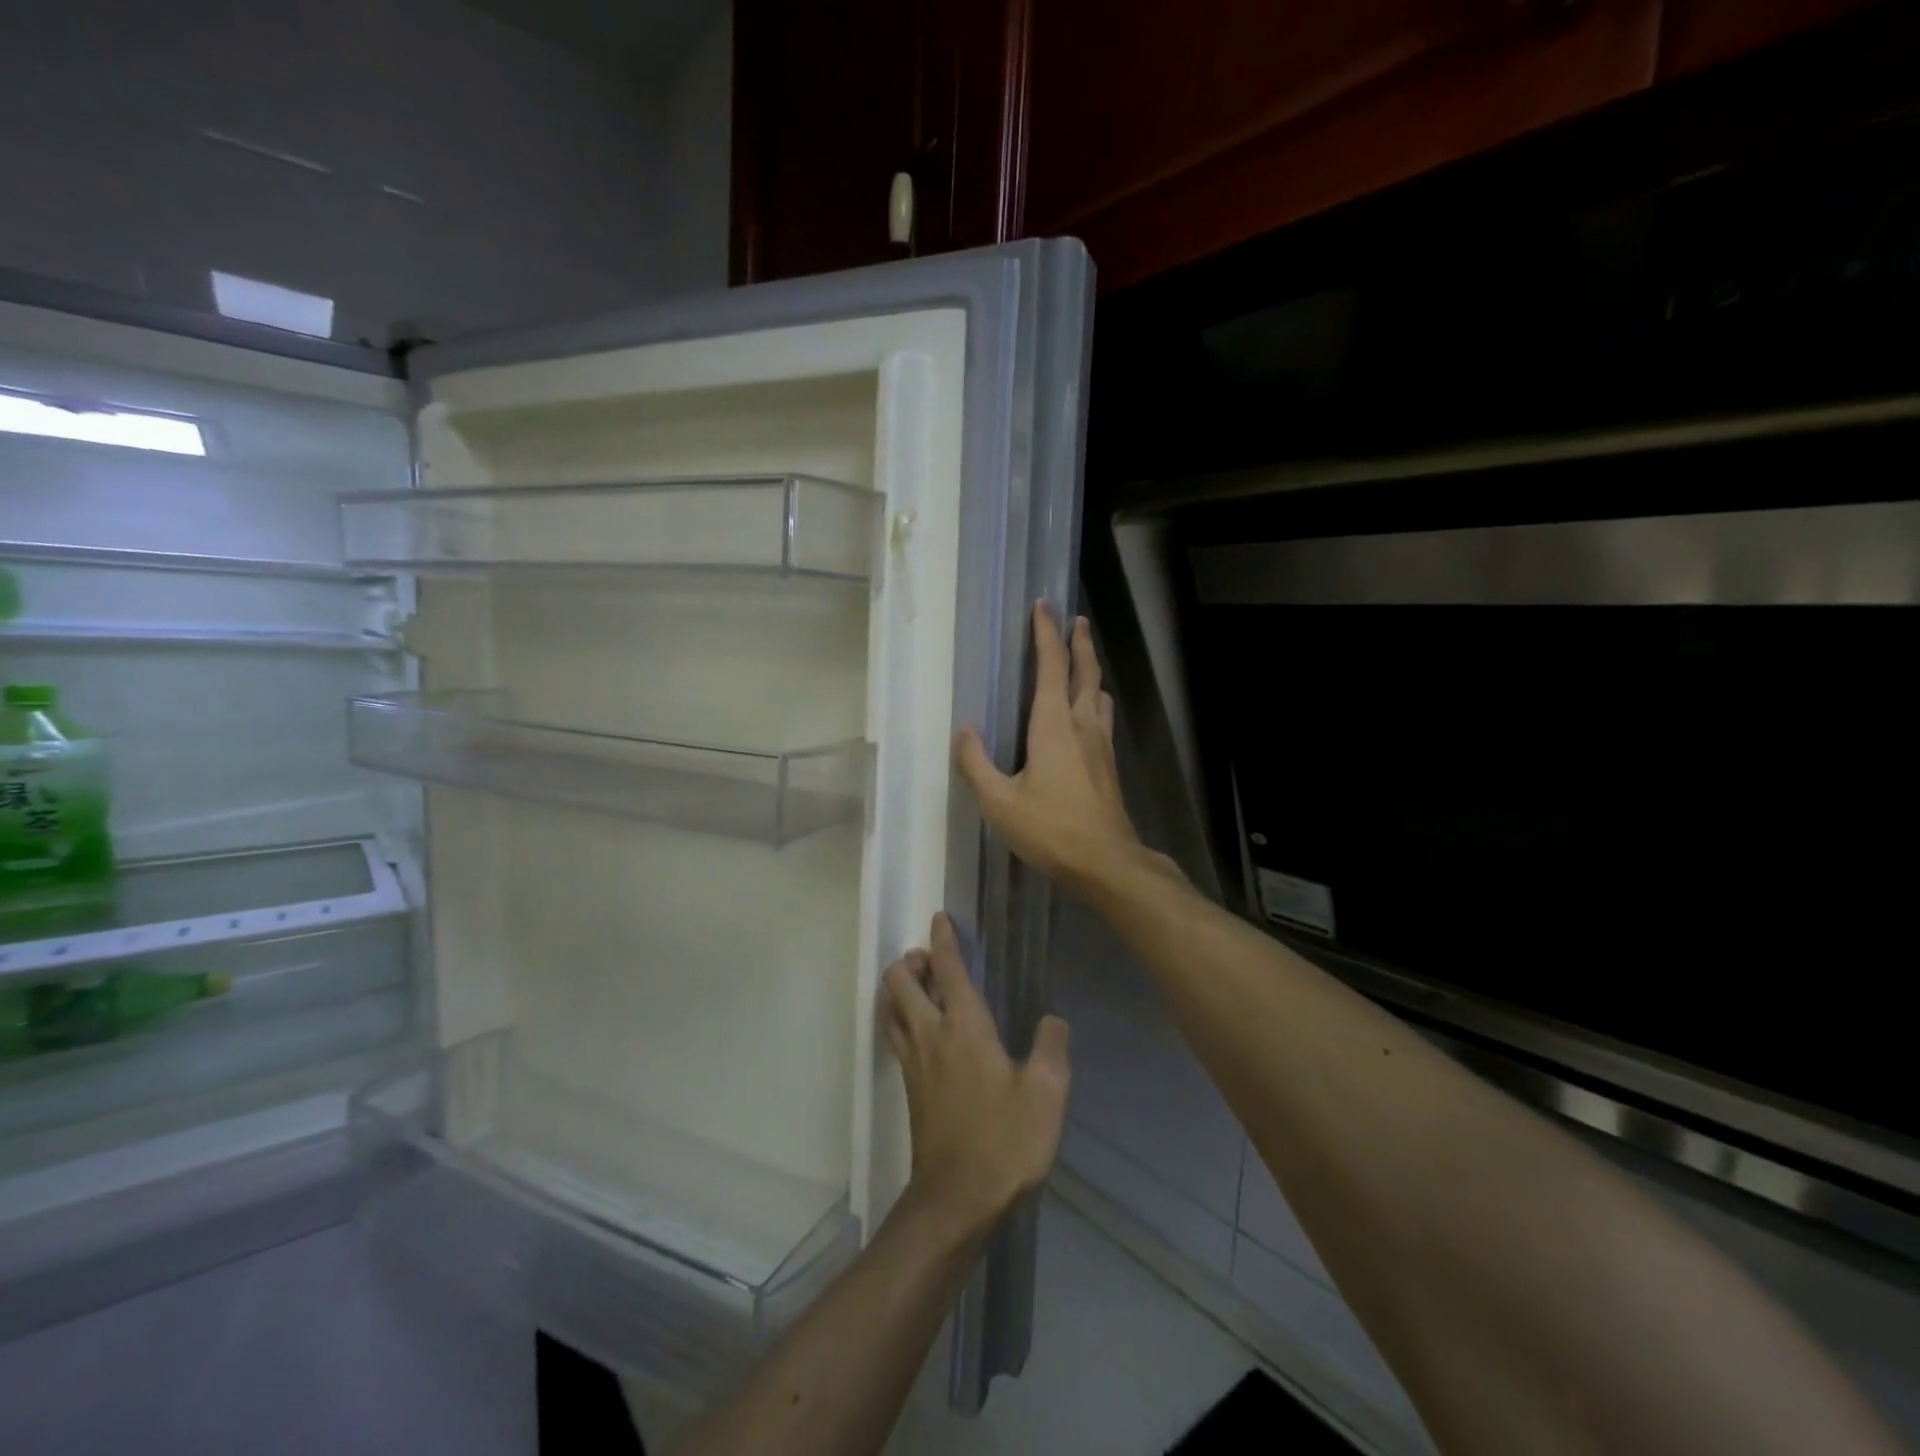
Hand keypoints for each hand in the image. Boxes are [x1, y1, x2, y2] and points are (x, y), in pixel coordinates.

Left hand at [882, 912, 1070, 1234]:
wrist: (956, 1199)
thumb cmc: (1005, 1140)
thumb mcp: (1046, 1094)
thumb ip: (1051, 1048)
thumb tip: (1053, 1020)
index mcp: (964, 1026)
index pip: (947, 969)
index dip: (942, 939)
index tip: (939, 917)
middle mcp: (930, 1034)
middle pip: (900, 981)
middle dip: (911, 960)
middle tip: (931, 959)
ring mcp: (913, 1061)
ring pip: (891, 1008)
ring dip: (902, 988)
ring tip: (925, 988)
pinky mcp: (909, 1087)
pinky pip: (896, 1035)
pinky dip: (902, 1017)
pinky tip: (923, 1031)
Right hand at [956, 603, 1163, 900]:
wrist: (1107, 862)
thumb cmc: (1051, 829)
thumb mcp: (1000, 802)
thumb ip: (977, 765)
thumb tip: (964, 733)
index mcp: (1054, 724)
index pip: (1051, 667)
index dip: (1046, 634)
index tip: (1044, 607)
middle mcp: (1082, 724)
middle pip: (1085, 672)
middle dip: (1079, 643)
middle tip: (1076, 621)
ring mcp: (1101, 744)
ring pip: (1099, 694)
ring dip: (1091, 671)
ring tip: (1083, 663)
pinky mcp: (1109, 765)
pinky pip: (1101, 717)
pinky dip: (1094, 700)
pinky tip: (1087, 714)